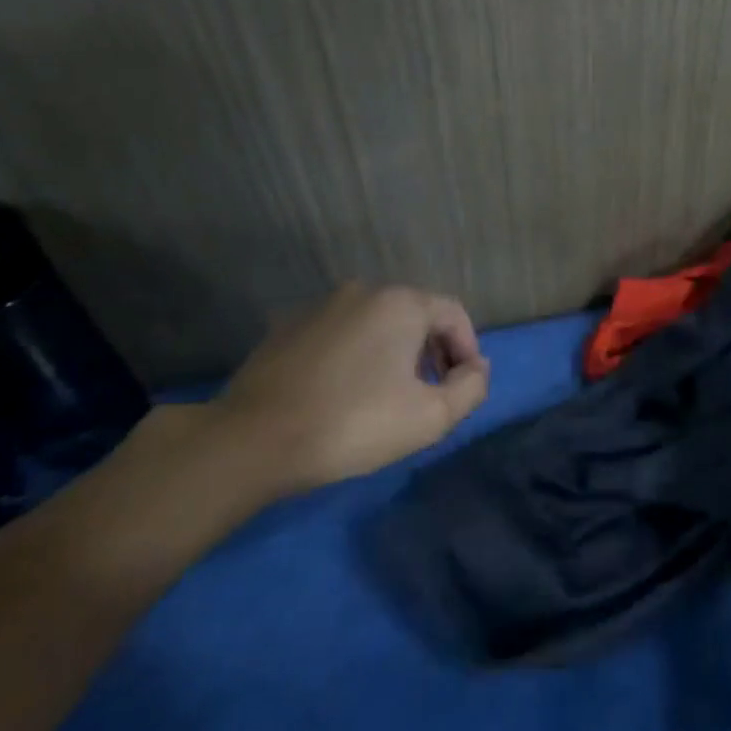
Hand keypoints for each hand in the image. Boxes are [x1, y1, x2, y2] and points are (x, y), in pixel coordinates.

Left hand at [207, 282, 489, 495]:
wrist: (254, 439)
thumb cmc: (354, 423)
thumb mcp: (431, 416)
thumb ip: (471, 388)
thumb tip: (476, 369)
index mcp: (401, 303)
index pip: (454, 314)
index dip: (468, 350)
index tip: (463, 388)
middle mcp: (362, 291)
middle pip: (415, 315)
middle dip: (433, 352)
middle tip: (432, 393)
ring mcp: (319, 306)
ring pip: (376, 323)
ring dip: (395, 353)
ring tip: (389, 396)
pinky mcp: (286, 327)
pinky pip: (341, 334)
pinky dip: (356, 355)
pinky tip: (345, 392)